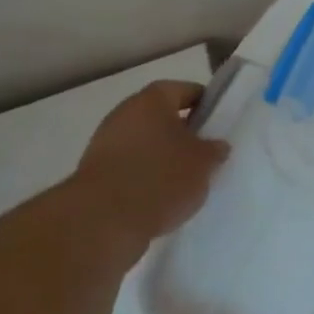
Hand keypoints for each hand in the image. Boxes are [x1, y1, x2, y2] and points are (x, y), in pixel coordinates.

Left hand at [72, 80, 228, 246]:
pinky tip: (162, 196)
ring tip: (186, 180)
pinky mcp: (94, 174)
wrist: (100, 222)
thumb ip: (215, 149)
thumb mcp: (204, 163)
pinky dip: (145, 176)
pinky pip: (129, 167)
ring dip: (163, 156)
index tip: (219, 123)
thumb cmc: (160, 178)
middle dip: (184, 132)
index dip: (206, 104)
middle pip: (161, 117)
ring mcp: (104, 144)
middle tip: (206, 152)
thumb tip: (216, 146)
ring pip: (145, 143)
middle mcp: (124, 114)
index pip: (186, 90)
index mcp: (152, 100)